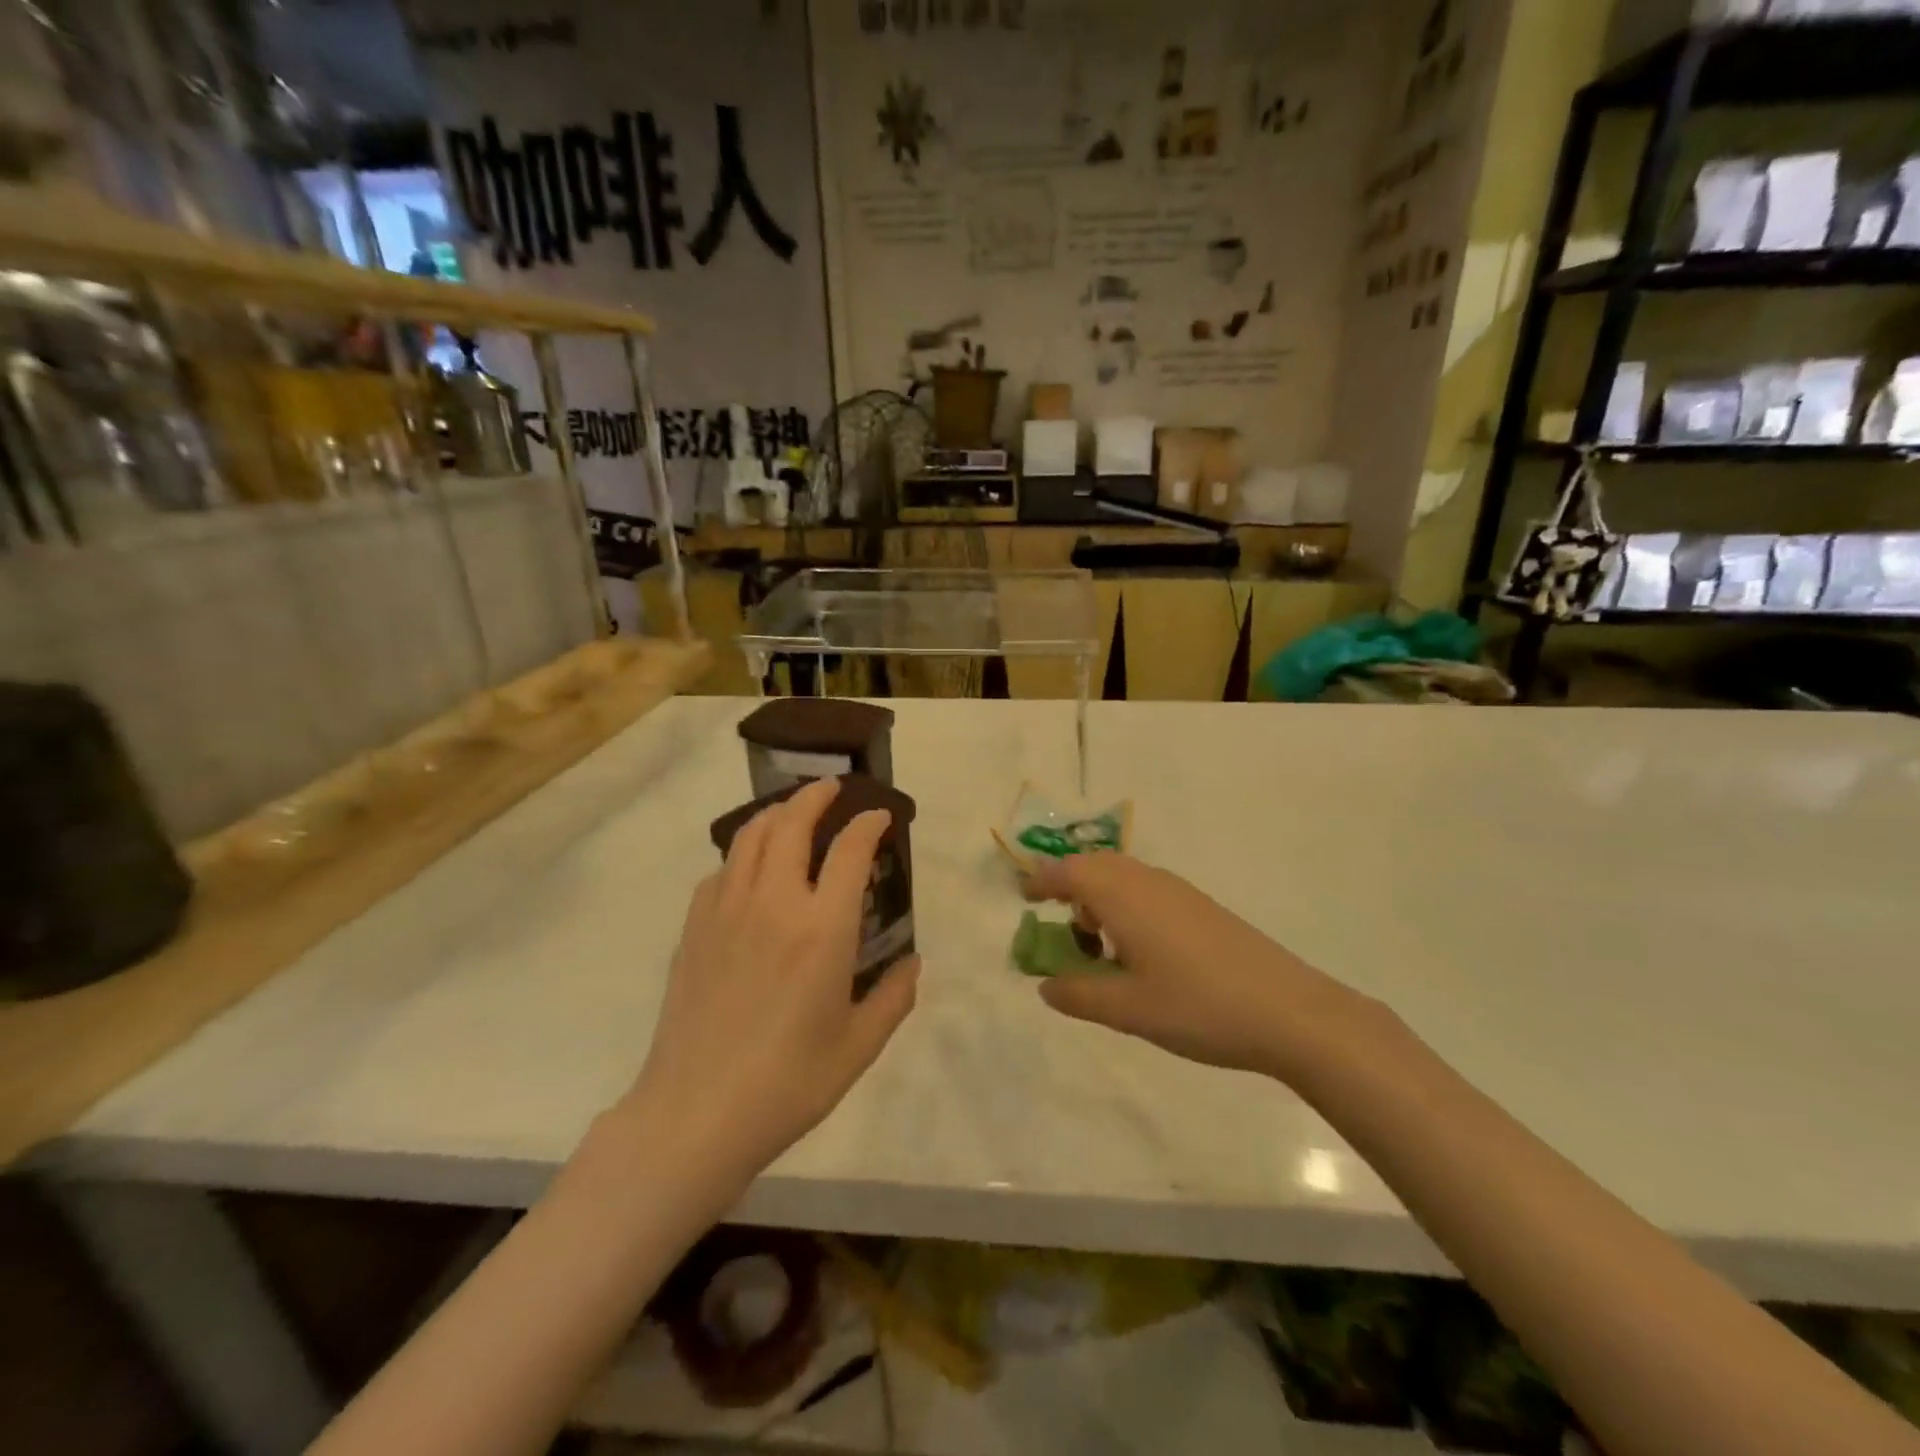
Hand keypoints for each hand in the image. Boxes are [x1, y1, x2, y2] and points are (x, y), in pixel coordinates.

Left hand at [626, 778, 919, 1188]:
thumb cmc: (788, 1083)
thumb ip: (894, 997)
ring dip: (776, 814)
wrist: (696, 1114)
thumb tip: (911, 962)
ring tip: (791, 812)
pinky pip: (722, 871)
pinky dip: (743, 855)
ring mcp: (727, 911)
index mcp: (823, 928)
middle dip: (816, 797)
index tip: (880, 816)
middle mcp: (775, 903)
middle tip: (832, 789)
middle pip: (792, 824)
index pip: (850, 850)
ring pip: (750, 837)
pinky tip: (750, 870)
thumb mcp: (859, 1046)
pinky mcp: (694, 928)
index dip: (868, 824)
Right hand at [1023, 853, 1363, 1077]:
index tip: (1024, 898)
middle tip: (1058, 927)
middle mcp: (1147, 881)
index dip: (1041, 882)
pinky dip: (1126, 907)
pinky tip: (1139, 952)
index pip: (1068, 872)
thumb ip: (1078, 995)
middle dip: (1069, 887)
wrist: (1288, 1010)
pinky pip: (1147, 890)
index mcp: (1122, 896)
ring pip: (1123, 877)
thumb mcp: (1127, 1009)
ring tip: (1098, 946)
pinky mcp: (1201, 907)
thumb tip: (1045, 985)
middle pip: (1094, 866)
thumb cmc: (1197, 1006)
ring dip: (1099, 898)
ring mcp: (1178, 891)